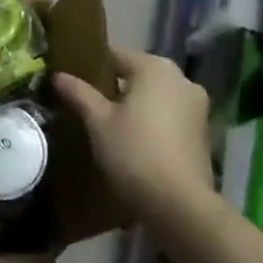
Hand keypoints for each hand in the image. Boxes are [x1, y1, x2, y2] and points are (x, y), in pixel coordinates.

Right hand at [54, 49, 214, 224]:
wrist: (180, 206)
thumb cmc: (134, 152)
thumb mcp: (98, 122)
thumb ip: (79, 93)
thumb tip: (58, 75)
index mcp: (155, 67)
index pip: (115, 56)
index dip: (91, 66)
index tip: (72, 81)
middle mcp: (181, 79)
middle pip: (137, 75)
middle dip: (114, 87)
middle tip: (87, 104)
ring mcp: (197, 107)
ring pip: (155, 97)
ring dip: (134, 106)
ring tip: (108, 124)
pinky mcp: (203, 133)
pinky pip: (169, 116)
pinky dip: (152, 122)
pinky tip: (133, 141)